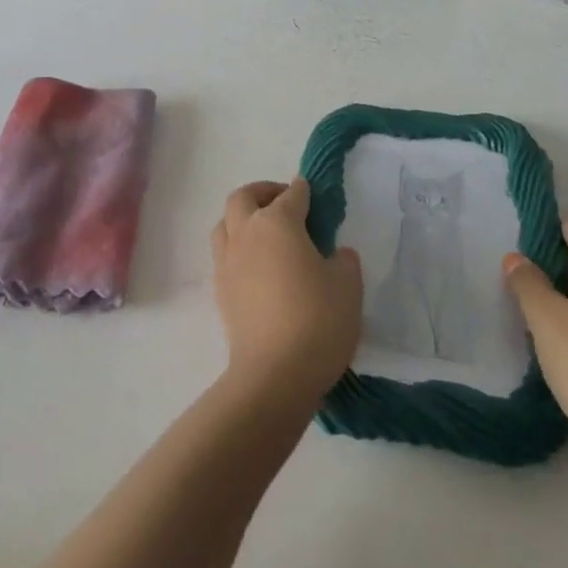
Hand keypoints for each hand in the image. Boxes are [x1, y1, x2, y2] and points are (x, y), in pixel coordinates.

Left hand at [211, 179, 361, 409]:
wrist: (274, 375)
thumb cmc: (317, 320)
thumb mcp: (347, 285)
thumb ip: (343, 260)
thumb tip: (335, 254)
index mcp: (277, 222)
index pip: (292, 195)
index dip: (304, 191)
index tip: (313, 194)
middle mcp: (246, 233)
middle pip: (243, 197)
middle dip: (262, 192)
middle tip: (283, 202)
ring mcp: (228, 262)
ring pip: (225, 224)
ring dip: (242, 219)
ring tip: (264, 233)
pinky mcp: (220, 291)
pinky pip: (224, 255)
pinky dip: (238, 249)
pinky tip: (256, 267)